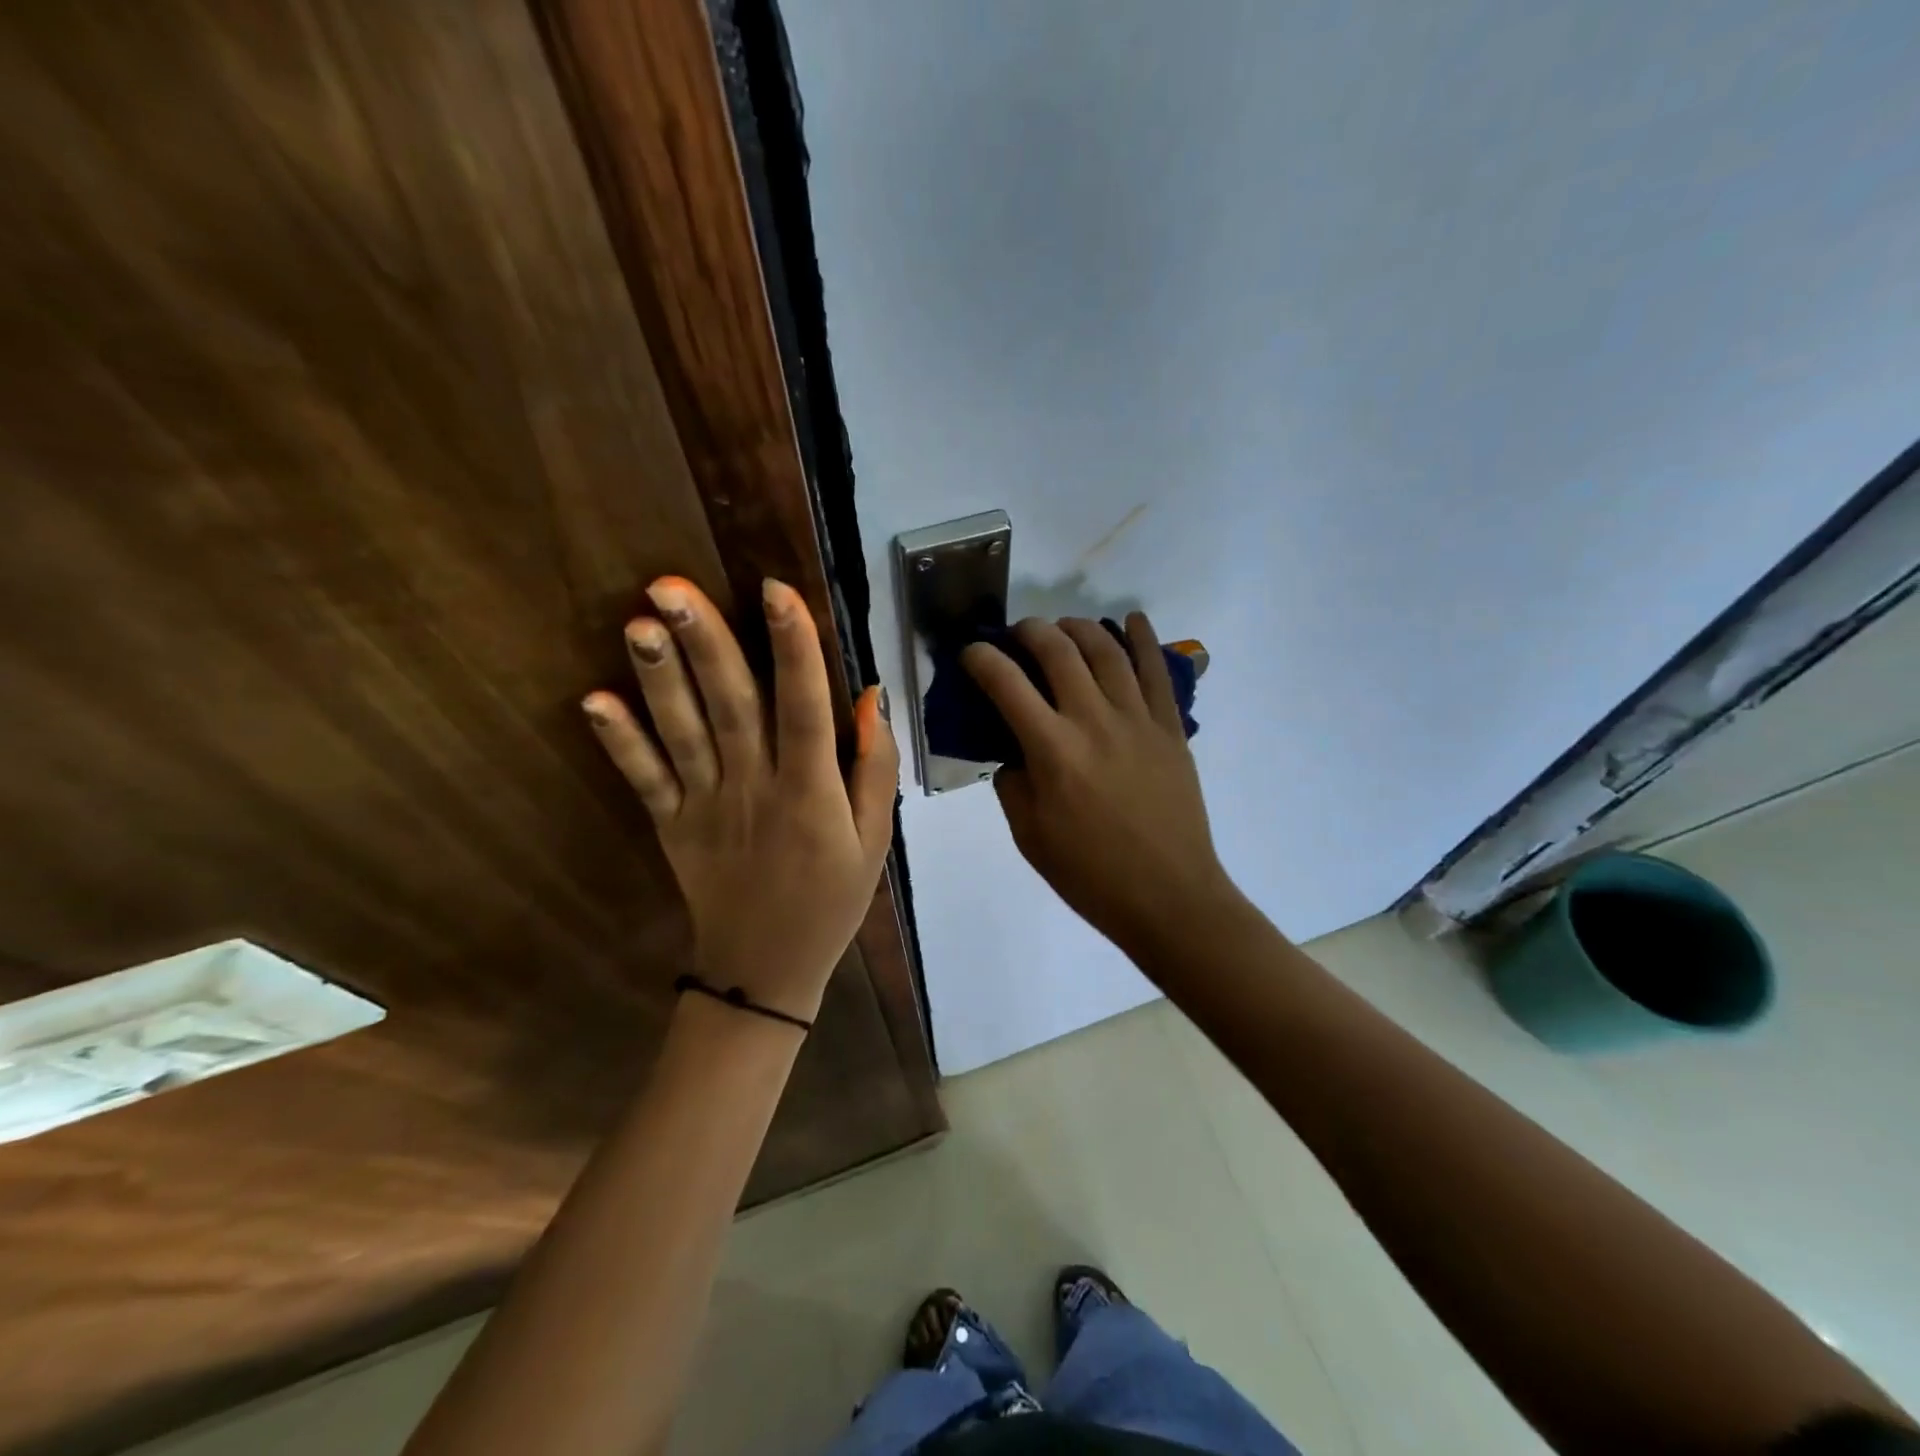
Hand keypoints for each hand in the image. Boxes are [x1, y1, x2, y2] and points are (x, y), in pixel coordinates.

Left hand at [583, 576, 897, 1023]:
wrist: (765, 971)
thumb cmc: (830, 900)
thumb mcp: (875, 840)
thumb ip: (875, 769)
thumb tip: (871, 697)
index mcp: (810, 791)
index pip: (803, 708)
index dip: (793, 648)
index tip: (776, 590)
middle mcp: (754, 788)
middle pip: (730, 706)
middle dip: (704, 642)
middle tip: (672, 585)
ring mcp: (705, 806)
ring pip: (682, 732)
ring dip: (658, 677)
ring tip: (638, 622)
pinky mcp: (670, 825)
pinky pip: (643, 780)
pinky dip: (618, 742)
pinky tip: (593, 701)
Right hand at [962, 614, 1239, 957]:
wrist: (1168, 896)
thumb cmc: (1090, 874)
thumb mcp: (1029, 836)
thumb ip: (1012, 783)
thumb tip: (1014, 750)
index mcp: (1053, 751)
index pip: (1006, 684)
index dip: (981, 658)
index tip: (971, 653)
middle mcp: (1093, 721)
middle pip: (1059, 651)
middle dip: (1031, 631)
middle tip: (1018, 635)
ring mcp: (1138, 720)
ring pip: (1107, 650)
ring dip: (1079, 627)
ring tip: (1064, 627)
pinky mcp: (1170, 727)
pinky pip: (1157, 670)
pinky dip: (1143, 638)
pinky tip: (1131, 620)